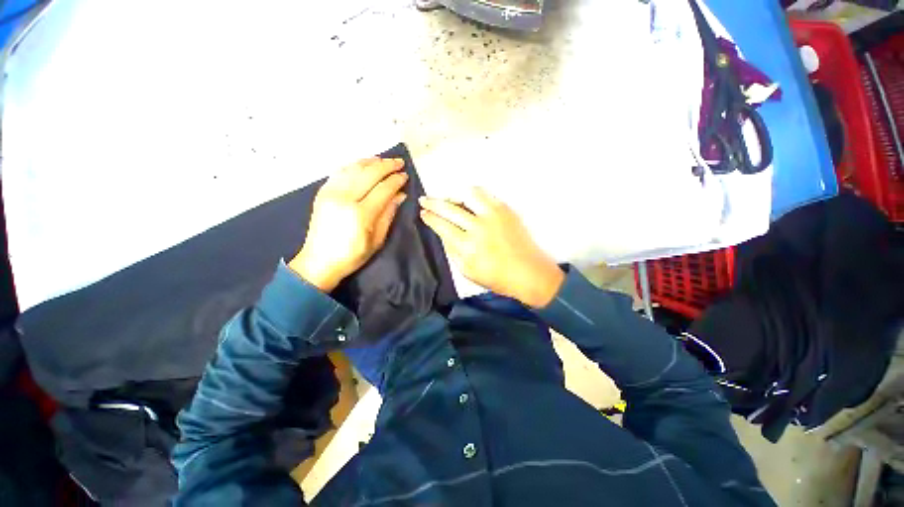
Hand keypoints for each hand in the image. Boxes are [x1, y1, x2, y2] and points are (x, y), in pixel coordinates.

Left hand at [289, 158, 407, 291]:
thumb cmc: (352, 255)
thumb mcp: (377, 239)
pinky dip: (354, 165)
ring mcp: (331, 193)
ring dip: (371, 161)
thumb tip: (400, 195)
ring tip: (384, 160)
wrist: (319, 261)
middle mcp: (345, 198)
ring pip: (354, 168)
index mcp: (361, 214)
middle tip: (399, 162)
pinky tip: (363, 164)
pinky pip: (340, 171)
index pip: (383, 189)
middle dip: (387, 165)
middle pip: (369, 173)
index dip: (396, 180)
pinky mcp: (322, 192)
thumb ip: (389, 214)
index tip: (405, 176)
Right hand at [419, 188, 564, 307]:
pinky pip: (485, 194)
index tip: (423, 213)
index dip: (430, 217)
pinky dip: (473, 194)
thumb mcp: (467, 271)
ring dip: (454, 195)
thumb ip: (452, 250)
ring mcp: (494, 215)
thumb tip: (442, 232)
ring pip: (467, 194)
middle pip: (450, 208)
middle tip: (424, 200)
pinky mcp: (505, 210)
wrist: (529, 273)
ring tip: (449, 200)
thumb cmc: (497, 277)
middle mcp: (478, 226)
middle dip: (433, 202)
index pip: (442, 225)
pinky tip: (468, 200)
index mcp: (468, 246)